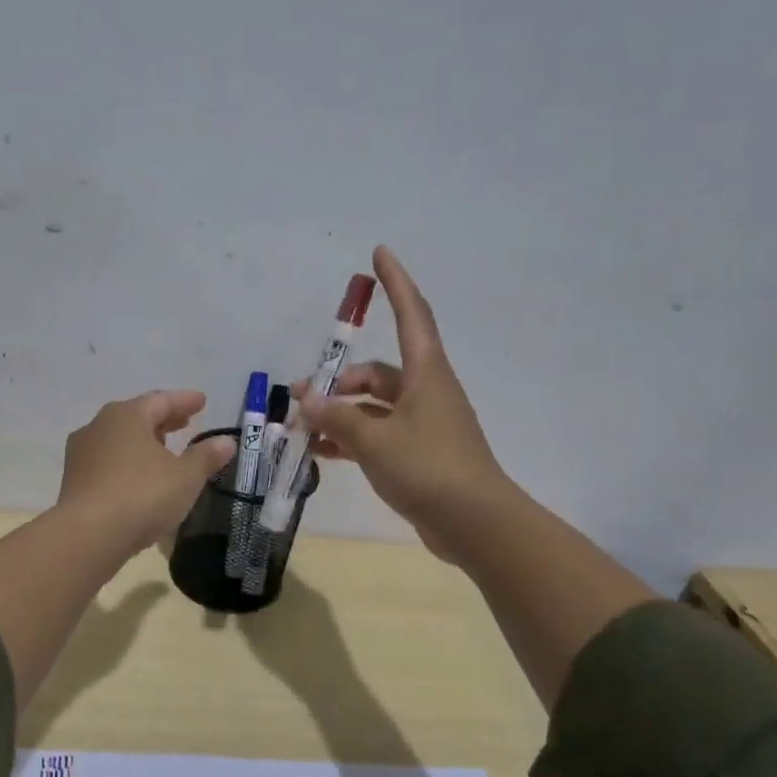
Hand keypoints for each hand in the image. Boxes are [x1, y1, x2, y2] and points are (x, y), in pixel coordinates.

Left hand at [56, 391, 235, 554]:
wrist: (87, 536)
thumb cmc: (142, 496)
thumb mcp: (185, 477)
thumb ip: (206, 456)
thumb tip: (226, 441)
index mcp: (127, 415)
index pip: (161, 400)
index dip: (184, 401)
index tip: (202, 401)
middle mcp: (99, 426)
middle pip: (137, 416)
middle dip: (163, 419)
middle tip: (184, 422)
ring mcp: (82, 453)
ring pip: (119, 438)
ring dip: (143, 441)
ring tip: (163, 450)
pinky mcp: (73, 480)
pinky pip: (108, 461)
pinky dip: (127, 461)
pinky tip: (139, 476)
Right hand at [296, 246, 511, 565]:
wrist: (475, 524)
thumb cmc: (429, 468)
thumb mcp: (375, 440)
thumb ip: (337, 417)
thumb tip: (307, 400)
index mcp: (426, 374)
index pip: (412, 314)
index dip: (396, 282)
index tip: (380, 252)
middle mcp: (426, 392)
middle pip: (378, 372)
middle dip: (339, 380)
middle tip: (300, 395)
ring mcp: (423, 424)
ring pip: (373, 406)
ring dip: (340, 412)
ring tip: (301, 428)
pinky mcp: (418, 454)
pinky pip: (377, 435)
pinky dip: (350, 438)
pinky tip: (320, 452)